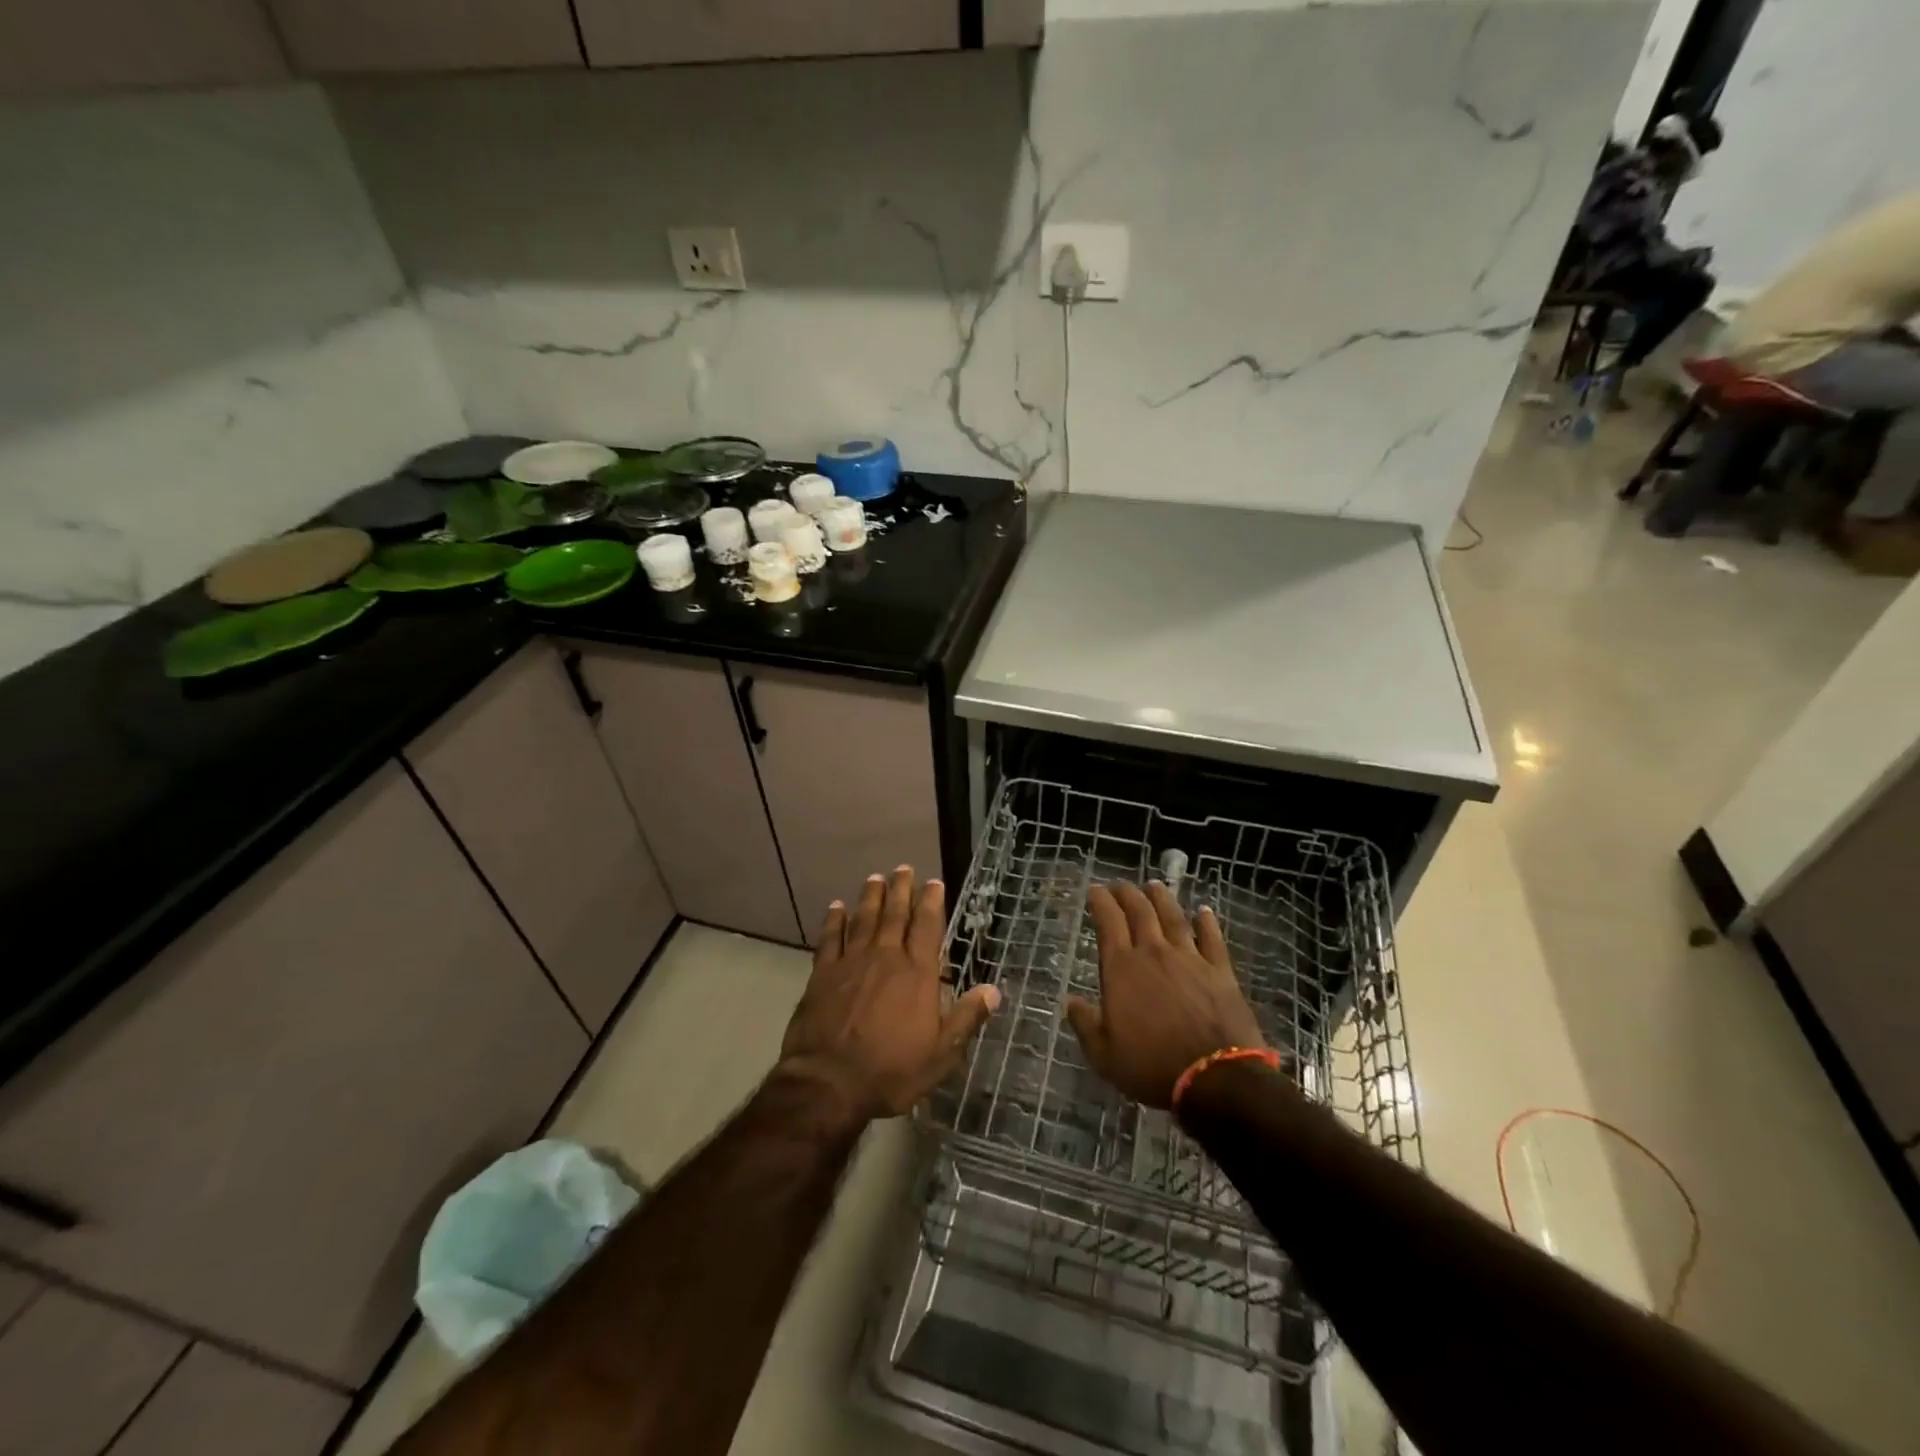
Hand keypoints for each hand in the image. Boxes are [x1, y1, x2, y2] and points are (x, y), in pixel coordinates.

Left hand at [777, 867, 999, 1121]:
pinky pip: (830, 939)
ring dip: (871, 897)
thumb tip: (994, 990)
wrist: (829, 1082)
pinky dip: (834, 921)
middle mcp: (886, 958)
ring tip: (875, 878)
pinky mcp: (822, 974)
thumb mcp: (941, 1054)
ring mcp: (851, 963)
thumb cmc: (891, 1070)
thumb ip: (966, 1018)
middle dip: (901, 889)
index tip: (934, 882)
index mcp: (917, 974)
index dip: (932, 903)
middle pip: (896, 915)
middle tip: (904, 867)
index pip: (928, 928)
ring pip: (864, 920)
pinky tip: (836, 907)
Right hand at [1066, 882, 1264, 1109]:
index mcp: (1122, 968)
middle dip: (1127, 893)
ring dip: (1161, 898)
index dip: (1100, 902)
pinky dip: (1206, 922)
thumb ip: (1085, 1024)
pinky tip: (1203, 911)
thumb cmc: (1152, 1066)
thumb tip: (1071, 1001)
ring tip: (1154, 885)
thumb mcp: (1104, 1054)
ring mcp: (1190, 958)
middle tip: (1120, 885)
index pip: (1108, 922)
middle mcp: (1154, 953)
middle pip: (1140, 911)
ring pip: (1173, 917)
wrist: (1215, 1077)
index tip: (1095, 890)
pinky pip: (1212, 938)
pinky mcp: (1220, 971)